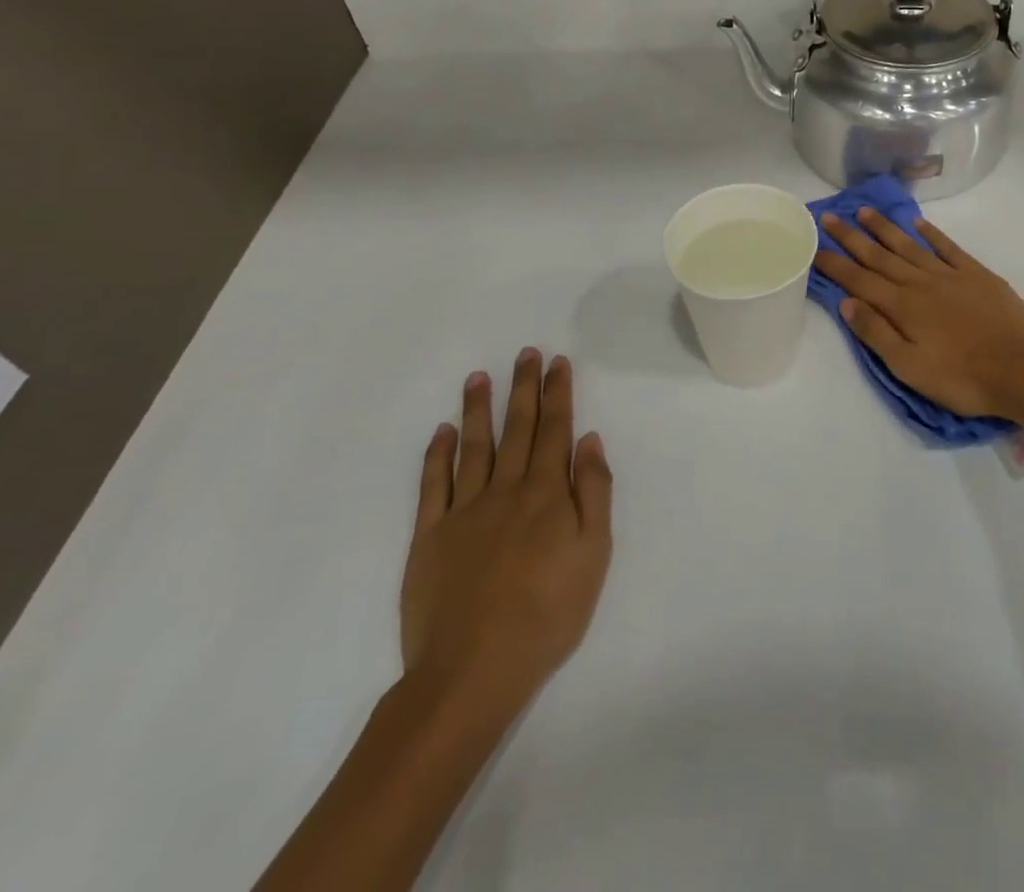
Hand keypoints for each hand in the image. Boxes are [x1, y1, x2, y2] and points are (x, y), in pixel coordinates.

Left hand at [398, 350, 612, 735]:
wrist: (473, 670)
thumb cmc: (548, 613)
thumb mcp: (594, 554)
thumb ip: (593, 492)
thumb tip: (589, 440)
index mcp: (547, 494)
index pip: (556, 430)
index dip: (558, 394)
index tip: (557, 362)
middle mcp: (506, 490)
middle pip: (518, 428)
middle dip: (523, 388)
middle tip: (525, 353)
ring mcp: (463, 511)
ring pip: (474, 446)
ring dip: (478, 409)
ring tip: (479, 377)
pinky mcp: (429, 536)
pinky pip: (433, 485)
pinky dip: (437, 454)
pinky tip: (442, 431)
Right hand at [815, 209, 1023, 420]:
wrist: (1022, 369)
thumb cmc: (961, 377)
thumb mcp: (909, 367)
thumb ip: (876, 333)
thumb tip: (847, 302)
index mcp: (902, 307)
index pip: (859, 281)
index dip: (835, 264)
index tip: (814, 245)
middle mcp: (921, 283)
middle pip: (880, 257)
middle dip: (852, 237)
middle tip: (831, 217)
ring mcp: (950, 275)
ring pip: (910, 246)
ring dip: (885, 229)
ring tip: (865, 211)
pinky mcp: (977, 275)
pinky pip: (948, 248)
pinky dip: (931, 234)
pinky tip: (918, 224)